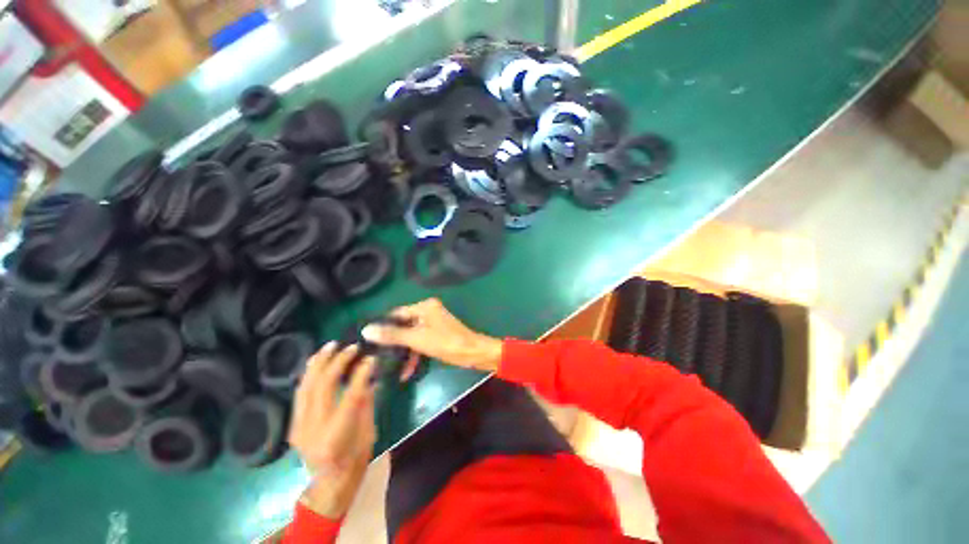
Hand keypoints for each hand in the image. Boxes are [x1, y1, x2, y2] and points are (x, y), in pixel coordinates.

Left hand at [288, 343, 375, 518]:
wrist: (330, 483)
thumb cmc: (356, 458)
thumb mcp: (368, 430)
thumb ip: (366, 401)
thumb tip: (368, 374)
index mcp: (337, 435)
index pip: (351, 395)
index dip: (362, 373)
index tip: (371, 357)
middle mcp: (314, 429)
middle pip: (324, 386)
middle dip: (338, 362)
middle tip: (351, 347)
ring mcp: (299, 427)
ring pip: (307, 387)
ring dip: (319, 363)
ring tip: (330, 346)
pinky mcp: (293, 425)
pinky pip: (300, 393)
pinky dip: (309, 374)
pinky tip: (316, 361)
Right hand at [362, 298, 502, 376]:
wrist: (472, 353)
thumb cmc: (445, 342)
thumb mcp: (417, 339)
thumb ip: (393, 335)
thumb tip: (366, 330)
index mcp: (425, 307)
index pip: (397, 313)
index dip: (383, 326)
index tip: (367, 339)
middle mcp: (428, 312)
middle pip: (404, 325)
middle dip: (393, 342)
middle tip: (376, 356)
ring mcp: (433, 324)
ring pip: (412, 336)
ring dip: (404, 352)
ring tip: (389, 367)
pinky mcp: (437, 335)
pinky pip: (421, 342)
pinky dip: (414, 355)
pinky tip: (406, 372)